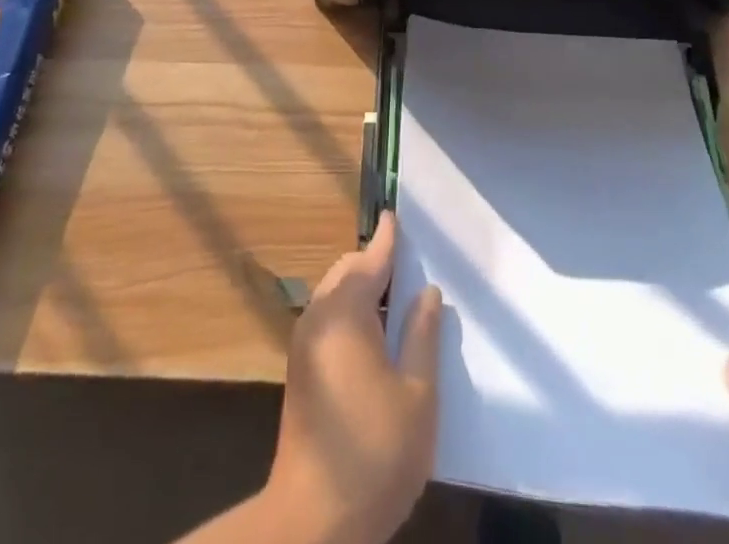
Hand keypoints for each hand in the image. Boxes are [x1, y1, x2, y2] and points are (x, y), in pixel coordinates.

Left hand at [264, 212, 443, 543]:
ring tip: (400, 296)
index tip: (397, 214)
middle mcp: (319, 317)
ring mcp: (305, 344)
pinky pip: (329, 320)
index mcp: (346, 312)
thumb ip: (422, 335)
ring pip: (336, 296)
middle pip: (349, 272)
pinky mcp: (302, 370)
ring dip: (364, 289)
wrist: (313, 522)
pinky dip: (353, 312)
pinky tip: (378, 334)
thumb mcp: (417, 394)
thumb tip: (427, 291)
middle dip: (376, 263)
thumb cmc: (375, 453)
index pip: (371, 259)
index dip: (388, 239)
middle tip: (411, 262)